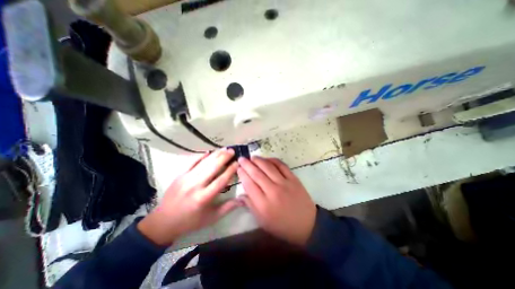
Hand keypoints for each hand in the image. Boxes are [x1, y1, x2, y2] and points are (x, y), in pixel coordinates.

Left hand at [137, 149, 241, 245]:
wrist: (164, 221)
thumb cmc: (191, 221)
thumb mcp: (212, 218)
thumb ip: (228, 207)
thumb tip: (244, 199)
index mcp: (204, 197)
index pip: (221, 180)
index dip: (231, 170)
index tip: (237, 163)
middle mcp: (195, 185)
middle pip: (213, 167)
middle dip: (224, 157)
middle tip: (232, 151)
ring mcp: (186, 178)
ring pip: (203, 162)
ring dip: (215, 154)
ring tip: (224, 149)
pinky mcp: (179, 175)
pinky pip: (191, 161)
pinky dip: (200, 155)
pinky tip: (208, 152)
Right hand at [238, 155, 318, 245]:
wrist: (307, 224)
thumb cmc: (282, 225)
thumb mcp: (263, 221)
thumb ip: (251, 206)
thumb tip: (240, 194)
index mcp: (264, 204)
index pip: (249, 184)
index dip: (242, 174)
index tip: (238, 168)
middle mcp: (273, 191)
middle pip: (257, 173)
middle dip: (247, 164)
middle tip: (241, 159)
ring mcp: (284, 183)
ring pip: (268, 167)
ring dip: (259, 160)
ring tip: (252, 157)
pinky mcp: (293, 179)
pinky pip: (282, 166)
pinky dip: (273, 160)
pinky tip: (267, 159)